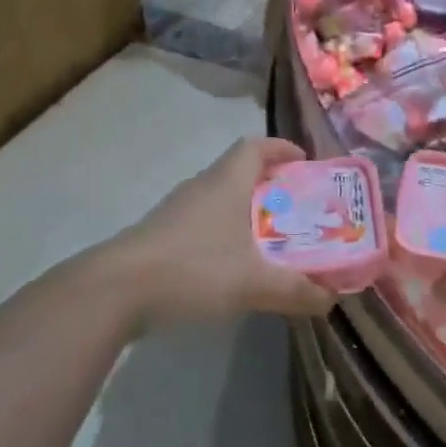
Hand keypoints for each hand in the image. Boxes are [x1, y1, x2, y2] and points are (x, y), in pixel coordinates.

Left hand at [111, 138, 338, 328]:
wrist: (115, 291)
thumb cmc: (193, 269)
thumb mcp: (254, 283)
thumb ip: (296, 290)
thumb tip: (330, 300)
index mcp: (225, 182)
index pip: (255, 146)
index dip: (282, 149)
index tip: (305, 162)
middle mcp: (201, 188)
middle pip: (239, 172)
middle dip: (271, 186)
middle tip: (297, 209)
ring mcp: (176, 212)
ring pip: (220, 199)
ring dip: (246, 212)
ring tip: (271, 239)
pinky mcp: (160, 236)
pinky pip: (203, 224)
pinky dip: (224, 234)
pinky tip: (233, 266)